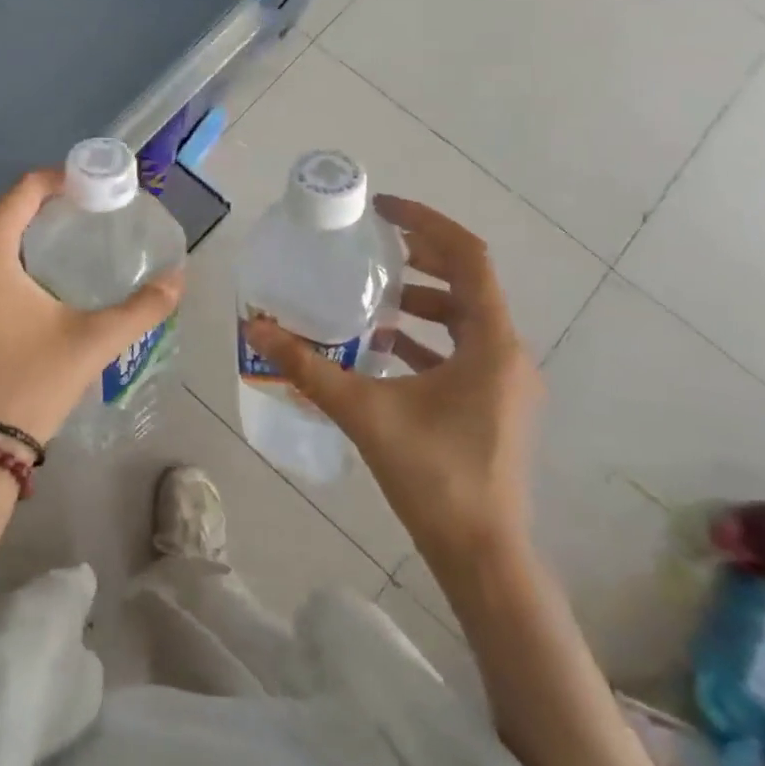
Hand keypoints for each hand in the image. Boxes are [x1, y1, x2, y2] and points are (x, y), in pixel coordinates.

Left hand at [0, 169, 183, 446]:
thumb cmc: (28, 385)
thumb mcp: (91, 342)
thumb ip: (141, 307)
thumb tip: (179, 280)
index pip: (23, 191)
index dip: (59, 182)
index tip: (89, 190)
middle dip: (37, 215)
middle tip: (77, 226)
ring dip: (10, 246)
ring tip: (51, 263)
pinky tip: (12, 302)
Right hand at [243, 196, 541, 572]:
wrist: (482, 555)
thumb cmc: (433, 476)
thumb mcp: (364, 412)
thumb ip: (308, 368)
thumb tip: (257, 330)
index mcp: (491, 343)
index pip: (469, 257)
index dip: (427, 223)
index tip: (383, 211)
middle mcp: (507, 354)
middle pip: (469, 283)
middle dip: (422, 258)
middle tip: (373, 246)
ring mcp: (504, 383)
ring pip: (466, 320)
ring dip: (423, 302)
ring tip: (373, 297)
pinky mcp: (493, 406)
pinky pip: (462, 352)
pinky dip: (427, 340)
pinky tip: (383, 349)